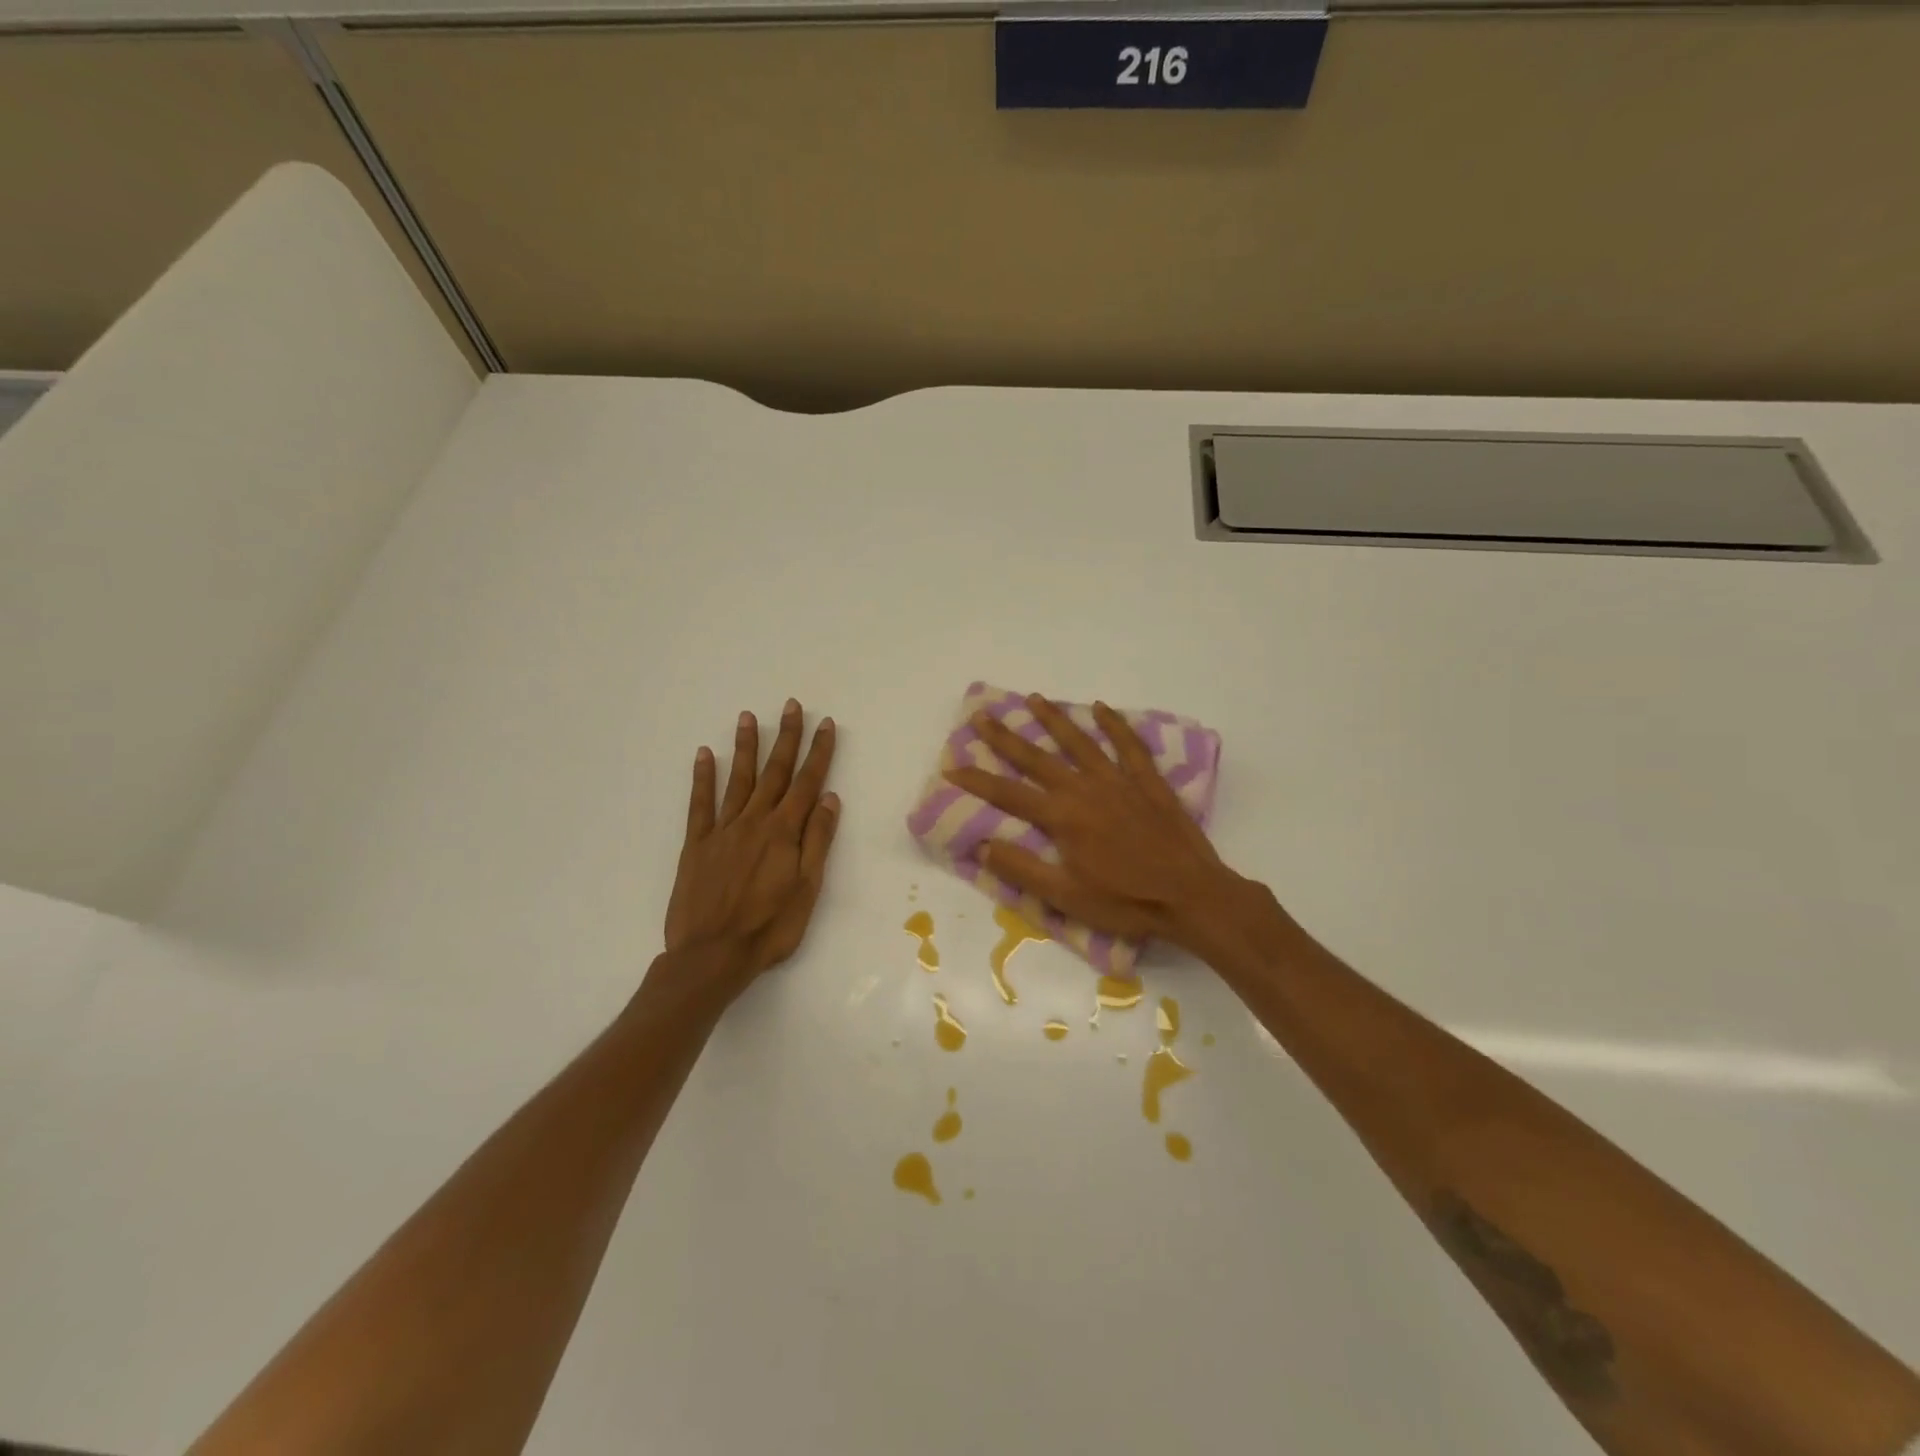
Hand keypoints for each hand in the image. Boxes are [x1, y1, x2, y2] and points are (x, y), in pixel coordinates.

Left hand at [663, 700, 839, 989]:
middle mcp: (754, 821)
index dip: (819, 752)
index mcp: (784, 832)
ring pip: (738, 780)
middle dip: (786, 738)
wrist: (711, 956)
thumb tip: (829, 798)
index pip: (807, 783)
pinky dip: (703, 777)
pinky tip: (705, 755)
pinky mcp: (697, 844)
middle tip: (792, 706)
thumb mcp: (807, 889)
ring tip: (748, 717)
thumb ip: (817, 841)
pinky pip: (700, 804)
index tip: (825, 724)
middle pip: (775, 773)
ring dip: (746, 747)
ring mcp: (723, 830)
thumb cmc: (769, 928)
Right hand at [942, 694, 1256, 958]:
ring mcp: (1119, 781)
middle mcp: (1085, 789)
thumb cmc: (1126, 902)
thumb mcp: (1066, 896)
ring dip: (1055, 719)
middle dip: (1006, 737)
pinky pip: (1129, 746)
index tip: (951, 766)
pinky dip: (1115, 725)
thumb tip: (981, 845)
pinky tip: (1101, 708)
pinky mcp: (1148, 783)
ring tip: (1034, 699)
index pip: (1008, 793)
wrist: (1191, 896)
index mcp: (1062, 817)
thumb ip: (1022, 869)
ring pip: (1080, 742)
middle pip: (1037, 758)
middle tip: (982, 716)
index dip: (977, 780)